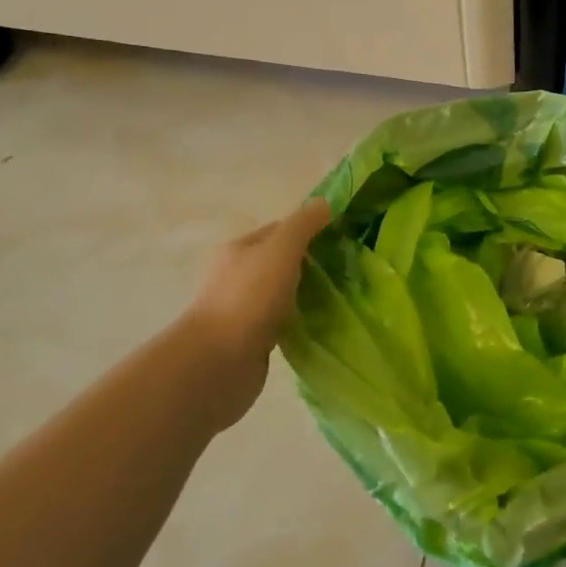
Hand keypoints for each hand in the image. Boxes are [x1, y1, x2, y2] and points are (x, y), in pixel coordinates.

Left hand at [172, 199, 331, 427]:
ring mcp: (243, 309)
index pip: (280, 230)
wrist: (217, 363)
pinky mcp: (251, 340)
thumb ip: (303, 225)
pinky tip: (321, 324)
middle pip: (281, 262)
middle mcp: (237, 276)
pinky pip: (282, 322)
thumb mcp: (281, 249)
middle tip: (348, 269)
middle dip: (312, 263)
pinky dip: (300, 320)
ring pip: (283, 293)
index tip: (343, 239)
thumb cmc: (249, 298)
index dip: (310, 230)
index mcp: (239, 249)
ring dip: (307, 294)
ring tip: (341, 296)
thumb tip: (323, 203)